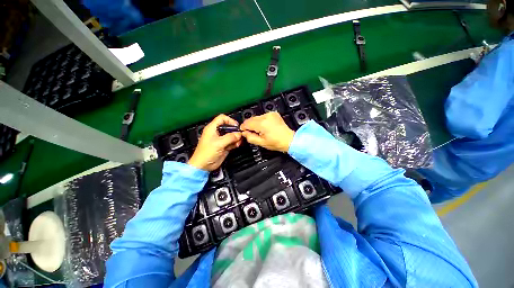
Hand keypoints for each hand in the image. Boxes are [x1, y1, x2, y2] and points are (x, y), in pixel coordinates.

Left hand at [188, 114, 242, 170]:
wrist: (203, 165)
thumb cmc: (206, 153)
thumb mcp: (219, 143)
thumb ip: (230, 137)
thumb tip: (238, 134)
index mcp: (212, 128)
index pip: (222, 118)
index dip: (230, 120)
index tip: (236, 126)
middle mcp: (217, 133)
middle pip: (228, 127)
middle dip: (235, 131)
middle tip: (240, 135)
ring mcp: (221, 140)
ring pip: (231, 135)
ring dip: (236, 138)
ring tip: (238, 141)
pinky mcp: (224, 146)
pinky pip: (232, 142)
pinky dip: (235, 143)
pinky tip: (237, 145)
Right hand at [240, 112, 294, 151]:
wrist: (289, 139)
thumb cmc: (276, 143)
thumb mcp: (261, 143)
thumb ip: (250, 137)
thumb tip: (244, 133)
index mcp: (262, 124)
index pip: (247, 123)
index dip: (243, 128)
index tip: (244, 132)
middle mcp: (266, 116)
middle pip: (251, 119)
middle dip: (250, 126)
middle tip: (253, 133)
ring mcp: (270, 114)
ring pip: (257, 117)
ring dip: (255, 123)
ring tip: (261, 131)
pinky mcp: (273, 114)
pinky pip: (263, 116)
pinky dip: (261, 121)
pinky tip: (265, 127)